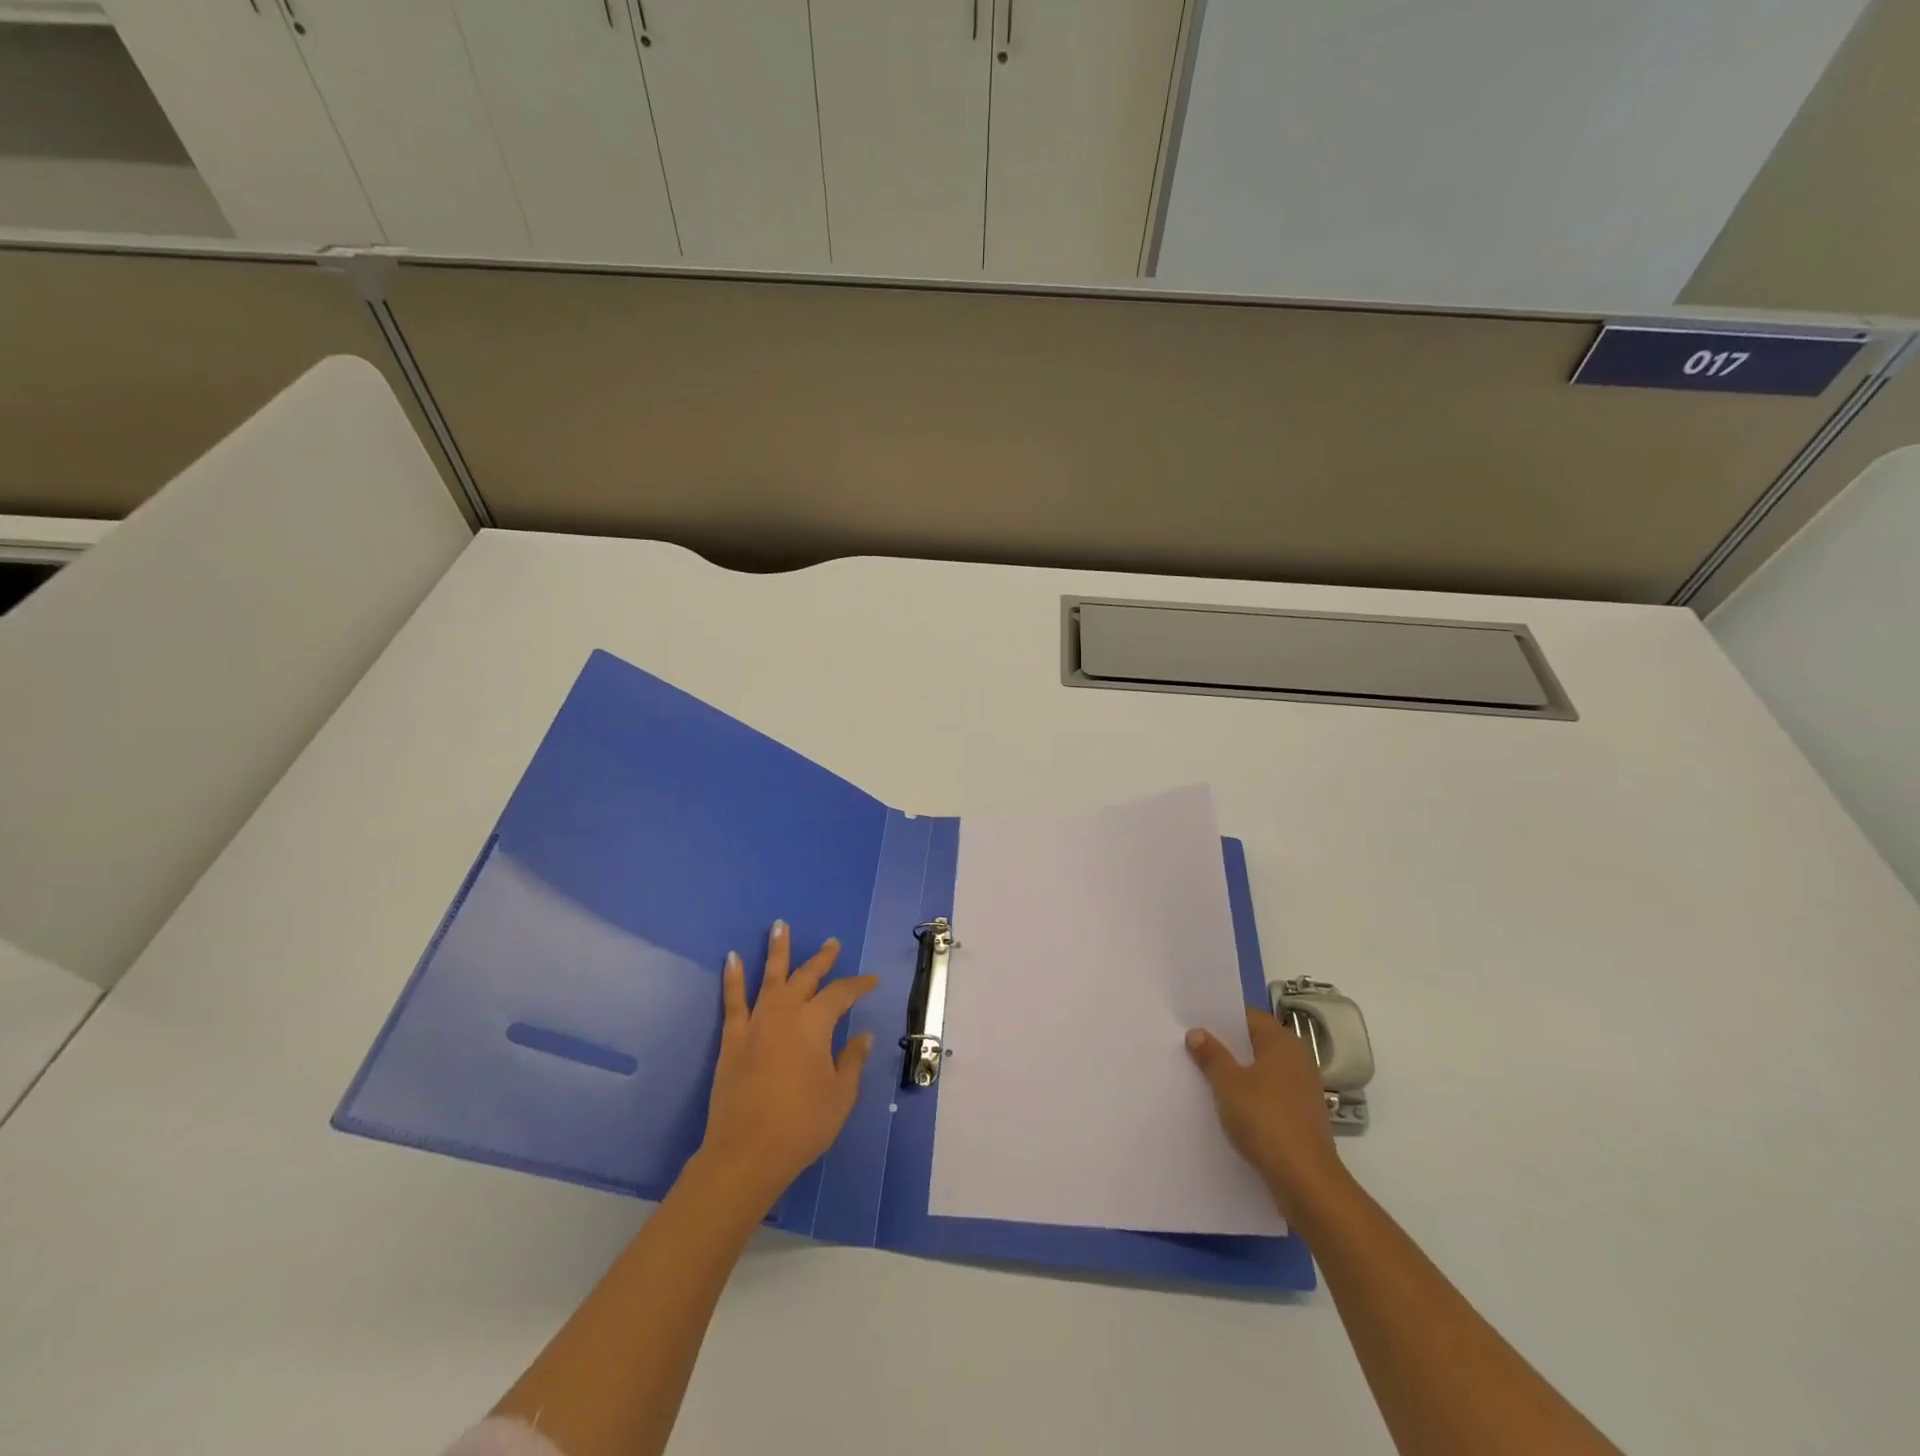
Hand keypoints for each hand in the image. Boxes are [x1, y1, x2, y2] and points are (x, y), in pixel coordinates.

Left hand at [697, 921, 877, 1212]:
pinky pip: (733, 1001)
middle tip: (831, 943)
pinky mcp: (732, 1039)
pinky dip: (733, 978)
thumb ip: (851, 1060)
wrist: (746, 1153)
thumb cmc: (802, 1124)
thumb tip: (862, 1035)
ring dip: (777, 951)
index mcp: (815, 1024)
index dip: (858, 985)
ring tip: (778, 926)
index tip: (871, 980)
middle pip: (806, 977)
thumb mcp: (840, 1095)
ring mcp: (756, 1023)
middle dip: (822, 959)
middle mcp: (786, 1013)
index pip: (841, 994)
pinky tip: (732, 959)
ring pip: (770, 978)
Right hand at [1186, 1008, 1349, 1219]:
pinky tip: (1226, 1106)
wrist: (1305, 1180)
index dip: (1220, 1018)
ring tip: (1203, 1076)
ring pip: (1261, 1071)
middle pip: (1255, 1043)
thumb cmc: (1265, 1119)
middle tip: (1192, 1046)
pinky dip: (1249, 1096)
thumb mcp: (1228, 1083)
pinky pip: (1268, 1095)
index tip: (1193, 1022)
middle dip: (1226, 1046)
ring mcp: (1301, 1090)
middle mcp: (1297, 1060)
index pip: (1248, 1017)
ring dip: (1236, 1073)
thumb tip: (1197, 1033)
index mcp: (1282, 1042)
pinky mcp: (1300, 1116)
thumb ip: (1211, 1055)